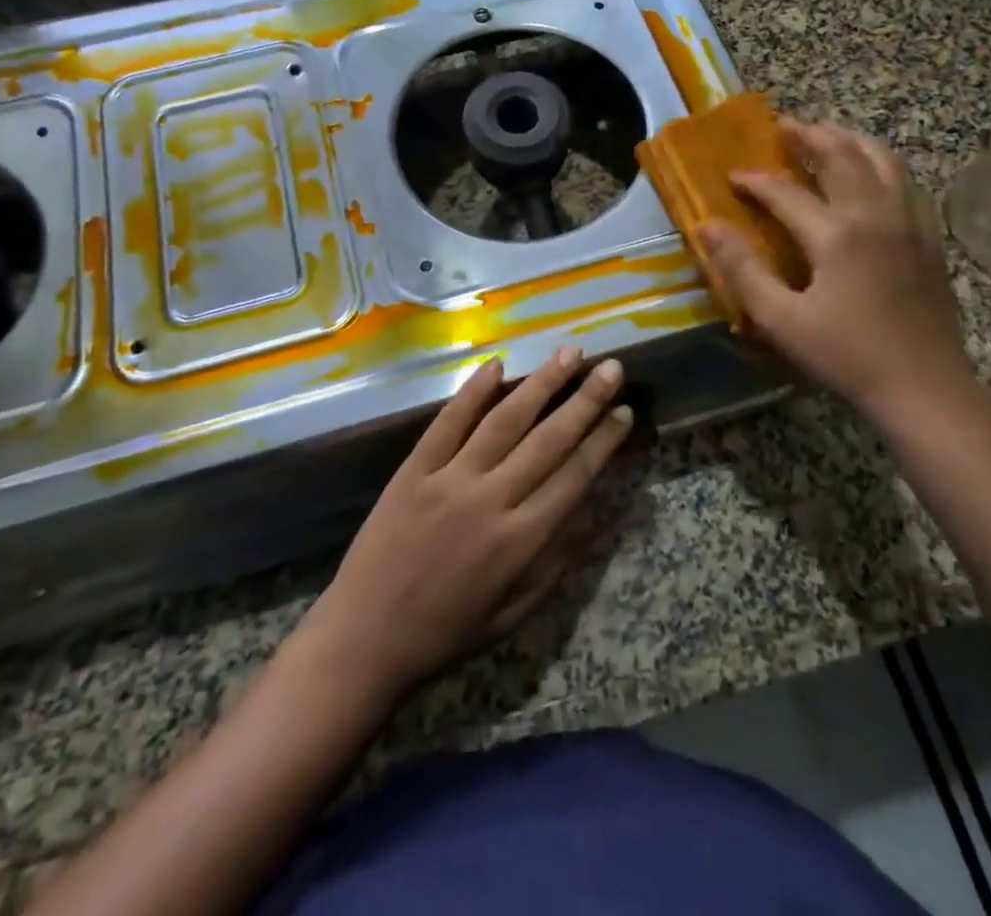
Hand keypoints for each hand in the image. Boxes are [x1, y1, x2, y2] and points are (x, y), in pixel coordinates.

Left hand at [298, 348, 632, 703]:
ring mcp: (449, 479)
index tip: (624, 411)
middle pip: (547, 440)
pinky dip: (472, 391)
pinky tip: (497, 364)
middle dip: (585, 401)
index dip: (603, 441)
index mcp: (520, 541)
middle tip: (611, 367)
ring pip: (504, 421)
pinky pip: (448, 422)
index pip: (574, 476)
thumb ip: (554, 561)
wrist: (365, 637)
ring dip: (540, 384)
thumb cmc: (446, 632)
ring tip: (568, 354)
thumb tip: (589, 510)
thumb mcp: (514, 613)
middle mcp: (491, 500)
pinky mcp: (414, 469)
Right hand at [696, 120, 976, 419]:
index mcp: (838, 234)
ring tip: (826, 137)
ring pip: (883, 159)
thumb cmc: (848, 356)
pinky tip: (870, 175)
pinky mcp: (929, 237)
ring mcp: (910, 222)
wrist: (926, 387)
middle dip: (809, 135)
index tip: (731, 176)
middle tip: (783, 126)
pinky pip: (906, 182)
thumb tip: (707, 225)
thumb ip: (742, 269)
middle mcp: (877, 214)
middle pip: (843, 155)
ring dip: (850, 140)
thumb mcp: (782, 320)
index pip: (786, 191)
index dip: (754, 180)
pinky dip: (881, 164)